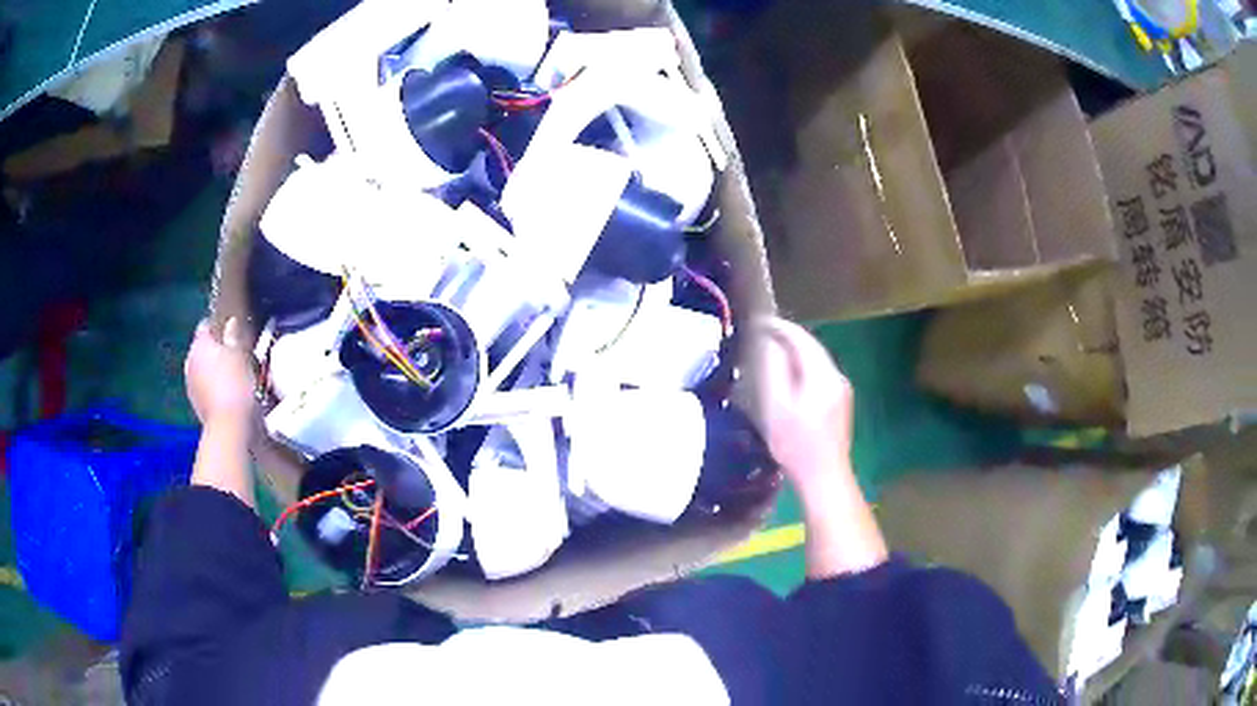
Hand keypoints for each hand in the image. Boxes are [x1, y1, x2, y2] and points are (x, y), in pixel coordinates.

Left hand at [185, 318, 255, 426]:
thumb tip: (231, 323)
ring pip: (201, 368)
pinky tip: (225, 394)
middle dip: (214, 351)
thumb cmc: (236, 384)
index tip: (233, 335)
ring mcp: (190, 383)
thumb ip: (233, 337)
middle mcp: (190, 360)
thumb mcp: (240, 355)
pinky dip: (211, 387)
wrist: (229, 426)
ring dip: (212, 370)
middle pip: (202, 348)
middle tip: (234, 357)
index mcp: (200, 344)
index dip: (219, 327)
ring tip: (231, 378)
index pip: (206, 326)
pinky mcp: (194, 403)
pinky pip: (203, 387)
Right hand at [753, 317, 853, 489]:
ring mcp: (842, 389)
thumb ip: (774, 371)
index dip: (780, 327)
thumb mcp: (777, 407)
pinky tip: (789, 376)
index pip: (801, 339)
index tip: (759, 322)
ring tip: (771, 351)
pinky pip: (820, 373)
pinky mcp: (841, 401)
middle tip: (762, 334)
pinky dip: (803, 367)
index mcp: (822, 375)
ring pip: (816, 360)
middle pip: (812, 347)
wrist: (825, 478)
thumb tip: (770, 343)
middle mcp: (836, 376)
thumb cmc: (796, 446)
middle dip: (788, 337)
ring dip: (796, 352)